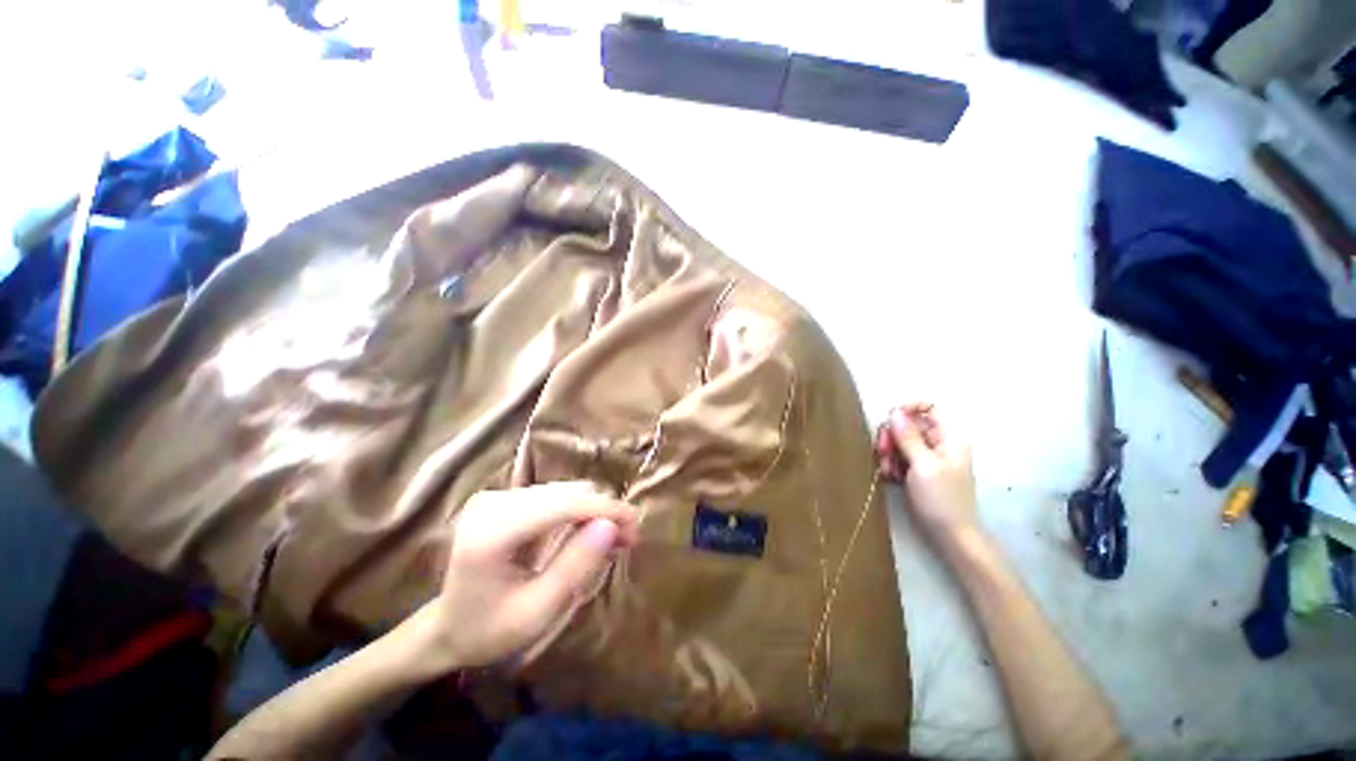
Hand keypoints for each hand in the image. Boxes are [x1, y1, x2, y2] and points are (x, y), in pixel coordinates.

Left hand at [414, 481, 639, 670]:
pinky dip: (578, 510)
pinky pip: (554, 496)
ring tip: (613, 537)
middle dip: (603, 511)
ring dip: (593, 509)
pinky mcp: (505, 499)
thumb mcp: (536, 613)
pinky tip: (590, 530)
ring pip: (564, 490)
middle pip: (566, 492)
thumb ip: (574, 567)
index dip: (605, 509)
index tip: (636, 524)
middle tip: (628, 539)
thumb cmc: (487, 631)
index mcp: (493, 531)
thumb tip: (612, 526)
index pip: (563, 504)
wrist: (446, 628)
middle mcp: (494, 502)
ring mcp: (498, 496)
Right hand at [875, 403, 979, 546]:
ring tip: (888, 470)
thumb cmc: (941, 498)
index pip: (929, 407)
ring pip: (898, 441)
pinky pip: (897, 456)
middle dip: (891, 436)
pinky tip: (890, 477)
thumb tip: (894, 412)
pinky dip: (890, 464)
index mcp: (949, 437)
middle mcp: (938, 443)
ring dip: (888, 452)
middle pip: (907, 424)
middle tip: (883, 452)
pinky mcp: (915, 470)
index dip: (908, 408)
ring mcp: (926, 457)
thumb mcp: (923, 465)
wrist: (949, 535)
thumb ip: (908, 437)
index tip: (889, 420)